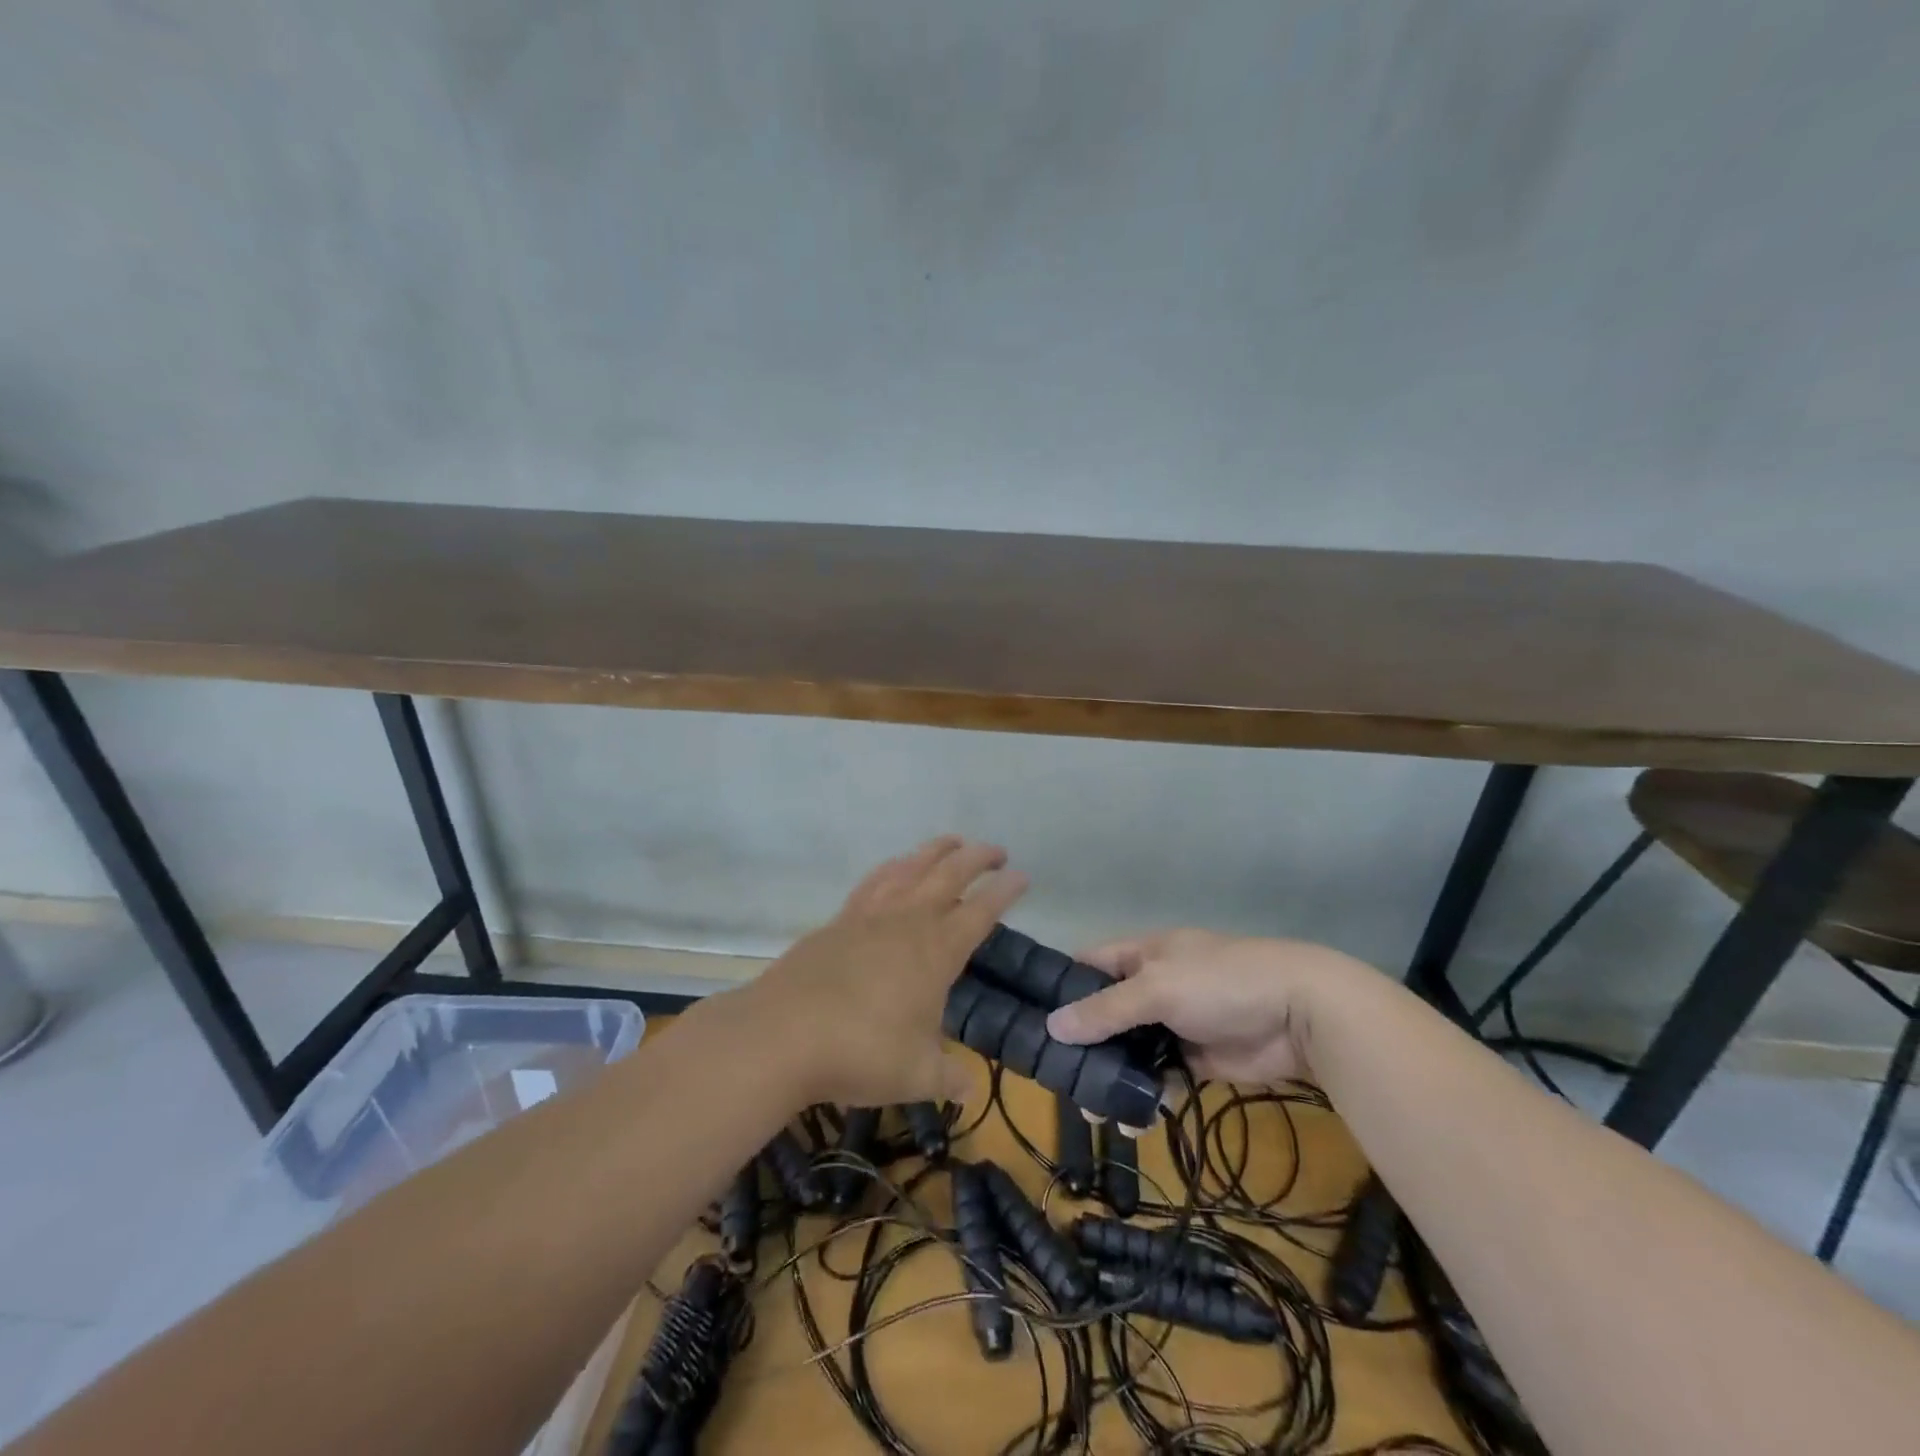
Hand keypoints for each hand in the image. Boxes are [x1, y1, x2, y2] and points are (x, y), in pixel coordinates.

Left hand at [743, 837, 1027, 1107]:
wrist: (783, 1034)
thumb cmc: (861, 1053)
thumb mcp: (916, 1076)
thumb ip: (948, 1078)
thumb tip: (968, 1088)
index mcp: (937, 952)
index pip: (981, 911)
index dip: (1005, 891)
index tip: (1022, 875)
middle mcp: (907, 922)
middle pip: (949, 875)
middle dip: (978, 858)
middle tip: (997, 851)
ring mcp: (870, 916)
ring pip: (911, 867)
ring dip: (936, 850)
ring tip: (953, 842)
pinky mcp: (839, 921)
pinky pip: (874, 881)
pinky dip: (893, 867)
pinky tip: (896, 867)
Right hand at [1043, 930, 1377, 1084]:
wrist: (1300, 1014)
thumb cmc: (1220, 982)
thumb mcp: (1157, 988)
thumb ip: (1106, 1009)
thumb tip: (1052, 1027)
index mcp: (1141, 955)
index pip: (1088, 964)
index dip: (1060, 985)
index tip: (1029, 1016)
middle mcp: (1153, 986)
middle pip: (1105, 1012)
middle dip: (1082, 1041)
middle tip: (1054, 1076)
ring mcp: (1174, 1023)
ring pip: (1130, 1049)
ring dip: (1111, 1075)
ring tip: (1090, 1110)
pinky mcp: (1196, 1059)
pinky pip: (1160, 1076)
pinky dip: (1145, 1095)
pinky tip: (1130, 1121)